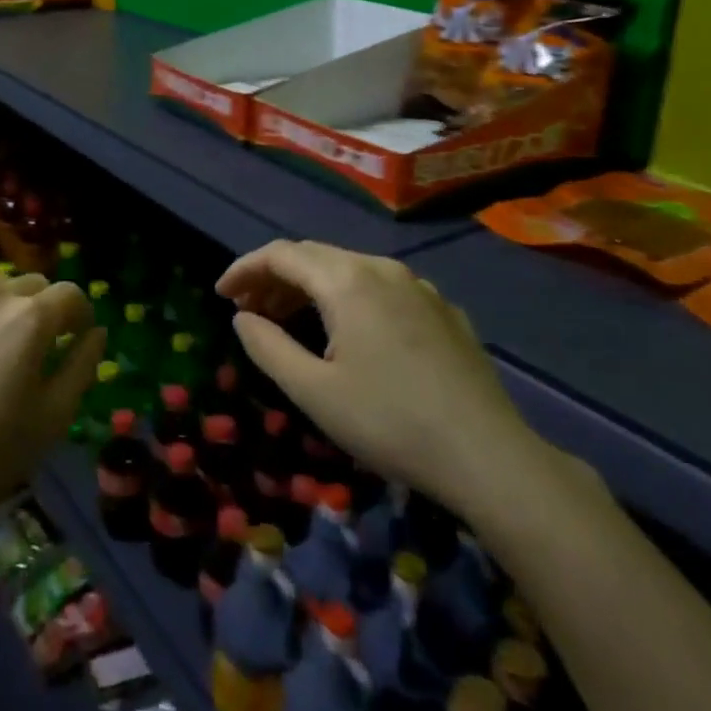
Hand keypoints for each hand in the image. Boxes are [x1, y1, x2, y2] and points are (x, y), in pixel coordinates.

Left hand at [0, 273, 103, 542]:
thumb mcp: (54, 417)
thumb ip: (82, 365)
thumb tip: (95, 333)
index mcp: (30, 317)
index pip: (70, 293)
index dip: (80, 315)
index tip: (76, 340)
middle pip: (31, 285)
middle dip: (43, 308)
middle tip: (36, 349)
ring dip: (4, 310)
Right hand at [217, 241, 543, 515]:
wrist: (489, 456)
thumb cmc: (389, 422)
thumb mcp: (313, 391)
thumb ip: (268, 347)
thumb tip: (243, 317)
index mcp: (347, 281)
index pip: (281, 255)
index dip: (245, 269)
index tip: (221, 296)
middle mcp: (382, 269)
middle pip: (315, 257)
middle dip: (275, 279)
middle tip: (249, 312)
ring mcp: (419, 287)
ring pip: (350, 271)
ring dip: (310, 289)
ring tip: (288, 321)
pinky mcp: (443, 311)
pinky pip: (381, 289)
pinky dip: (348, 299)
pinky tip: (348, 333)